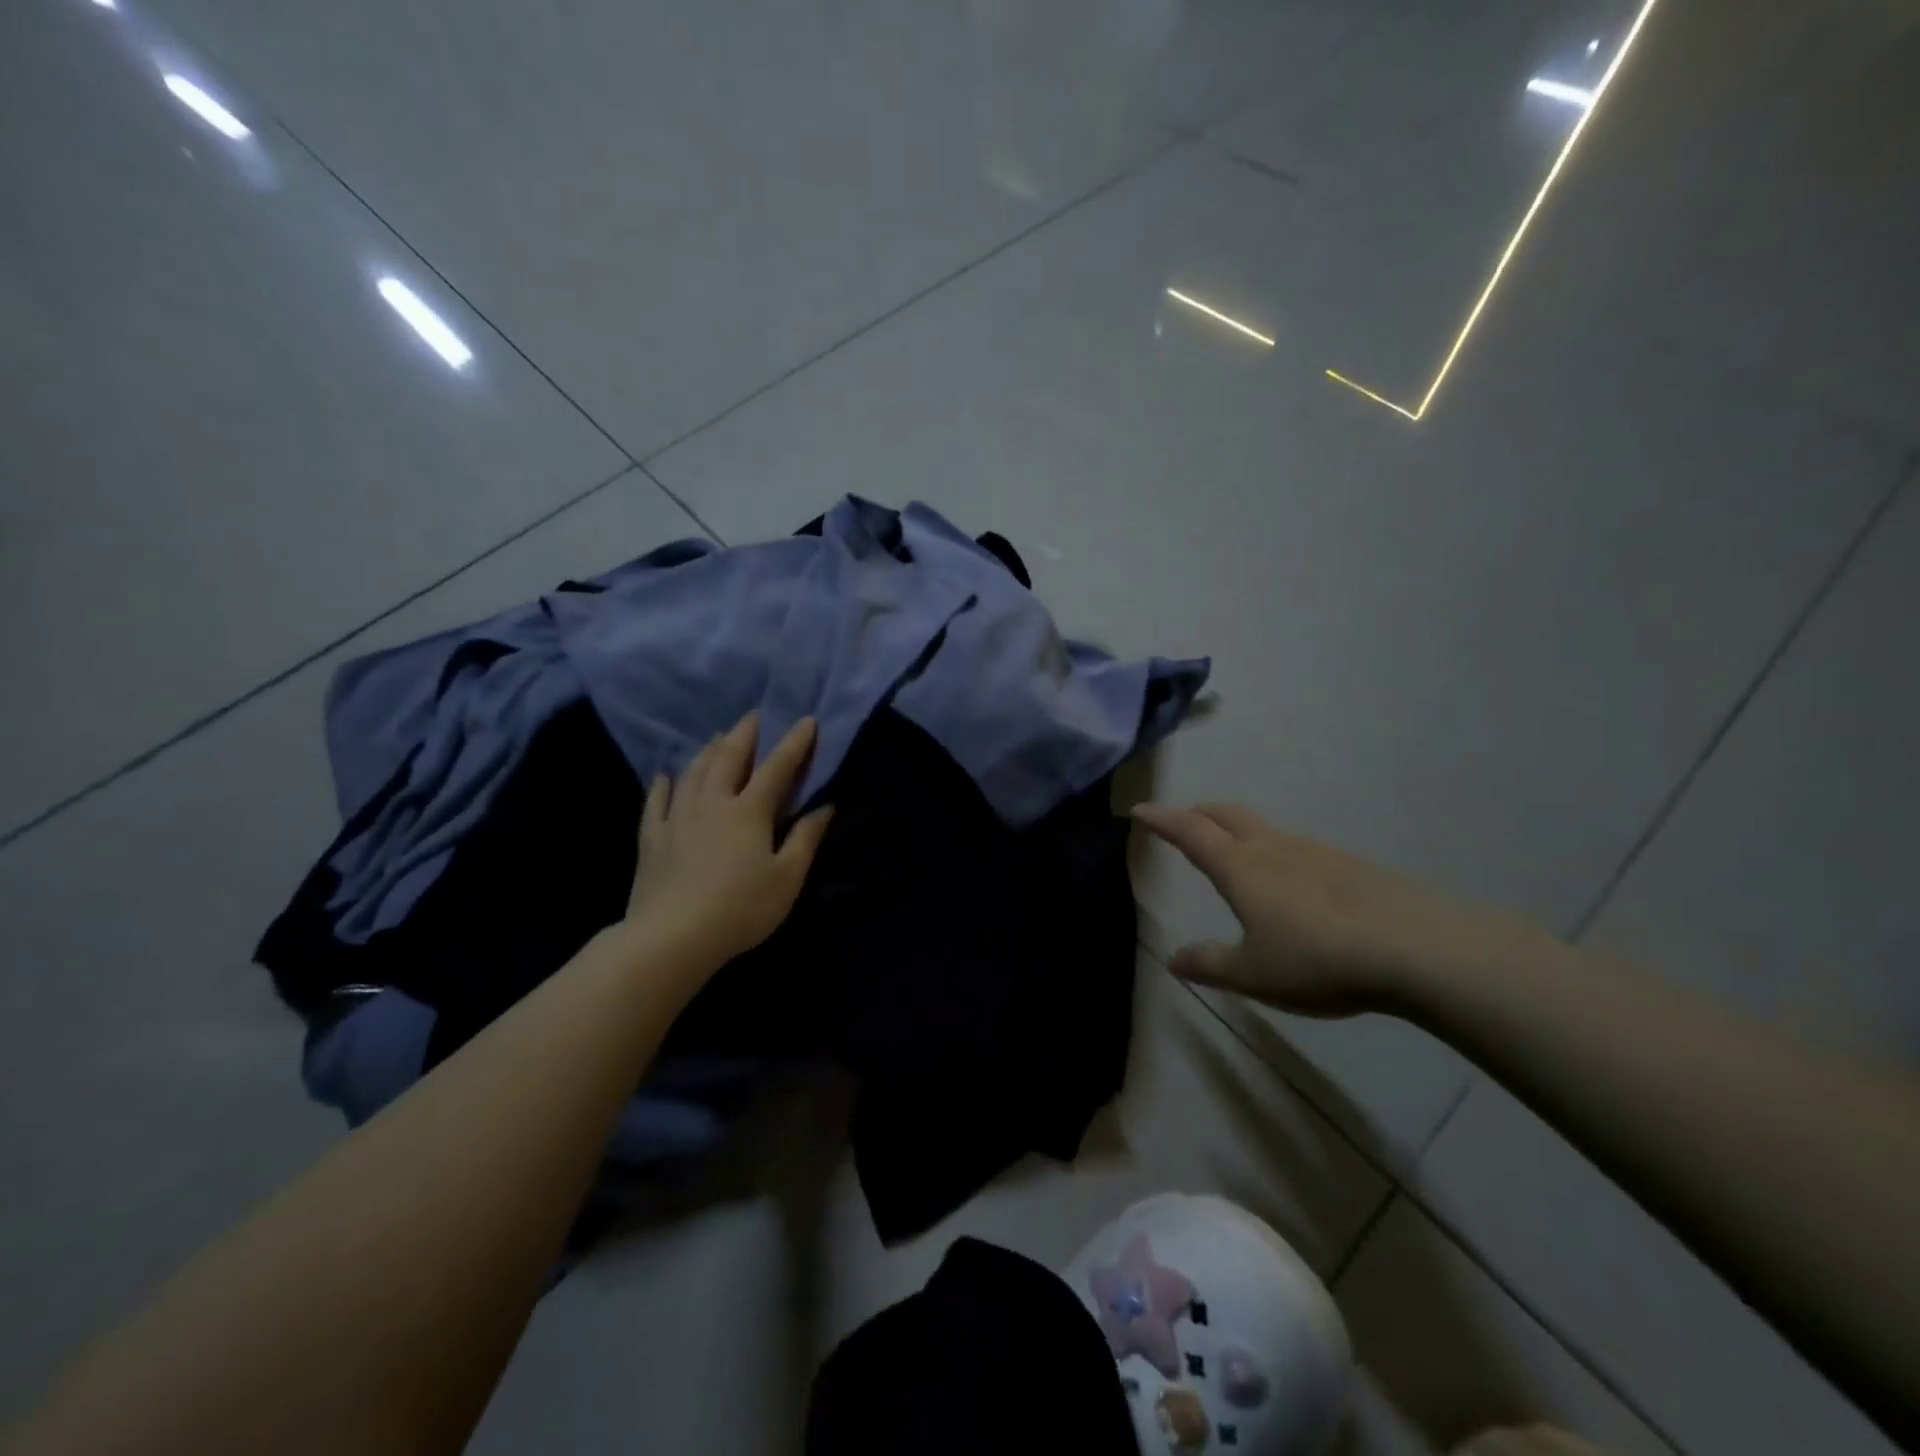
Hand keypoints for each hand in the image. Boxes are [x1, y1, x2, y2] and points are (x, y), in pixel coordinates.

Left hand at [623, 712, 833, 973]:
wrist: (672, 937)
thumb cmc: (740, 908)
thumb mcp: (787, 878)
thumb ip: (805, 839)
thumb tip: (825, 806)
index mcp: (749, 811)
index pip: (777, 767)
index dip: (794, 742)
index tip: (806, 720)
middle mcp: (712, 803)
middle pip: (729, 758)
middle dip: (744, 733)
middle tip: (753, 715)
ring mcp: (677, 817)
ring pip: (693, 772)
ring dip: (708, 751)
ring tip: (717, 737)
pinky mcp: (652, 837)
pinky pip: (656, 801)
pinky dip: (662, 784)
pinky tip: (664, 775)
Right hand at [1131, 802, 1524, 1015]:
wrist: (1416, 949)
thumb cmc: (1318, 960)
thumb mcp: (1253, 974)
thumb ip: (1211, 964)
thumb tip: (1174, 958)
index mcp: (1240, 868)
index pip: (1190, 832)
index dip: (1162, 819)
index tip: (1140, 809)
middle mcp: (1273, 849)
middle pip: (1227, 815)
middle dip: (1199, 812)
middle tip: (1184, 818)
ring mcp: (1315, 853)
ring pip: (1264, 828)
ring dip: (1238, 829)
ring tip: (1234, 850)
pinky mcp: (1350, 865)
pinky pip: (1297, 847)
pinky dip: (1275, 850)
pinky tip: (1290, 880)